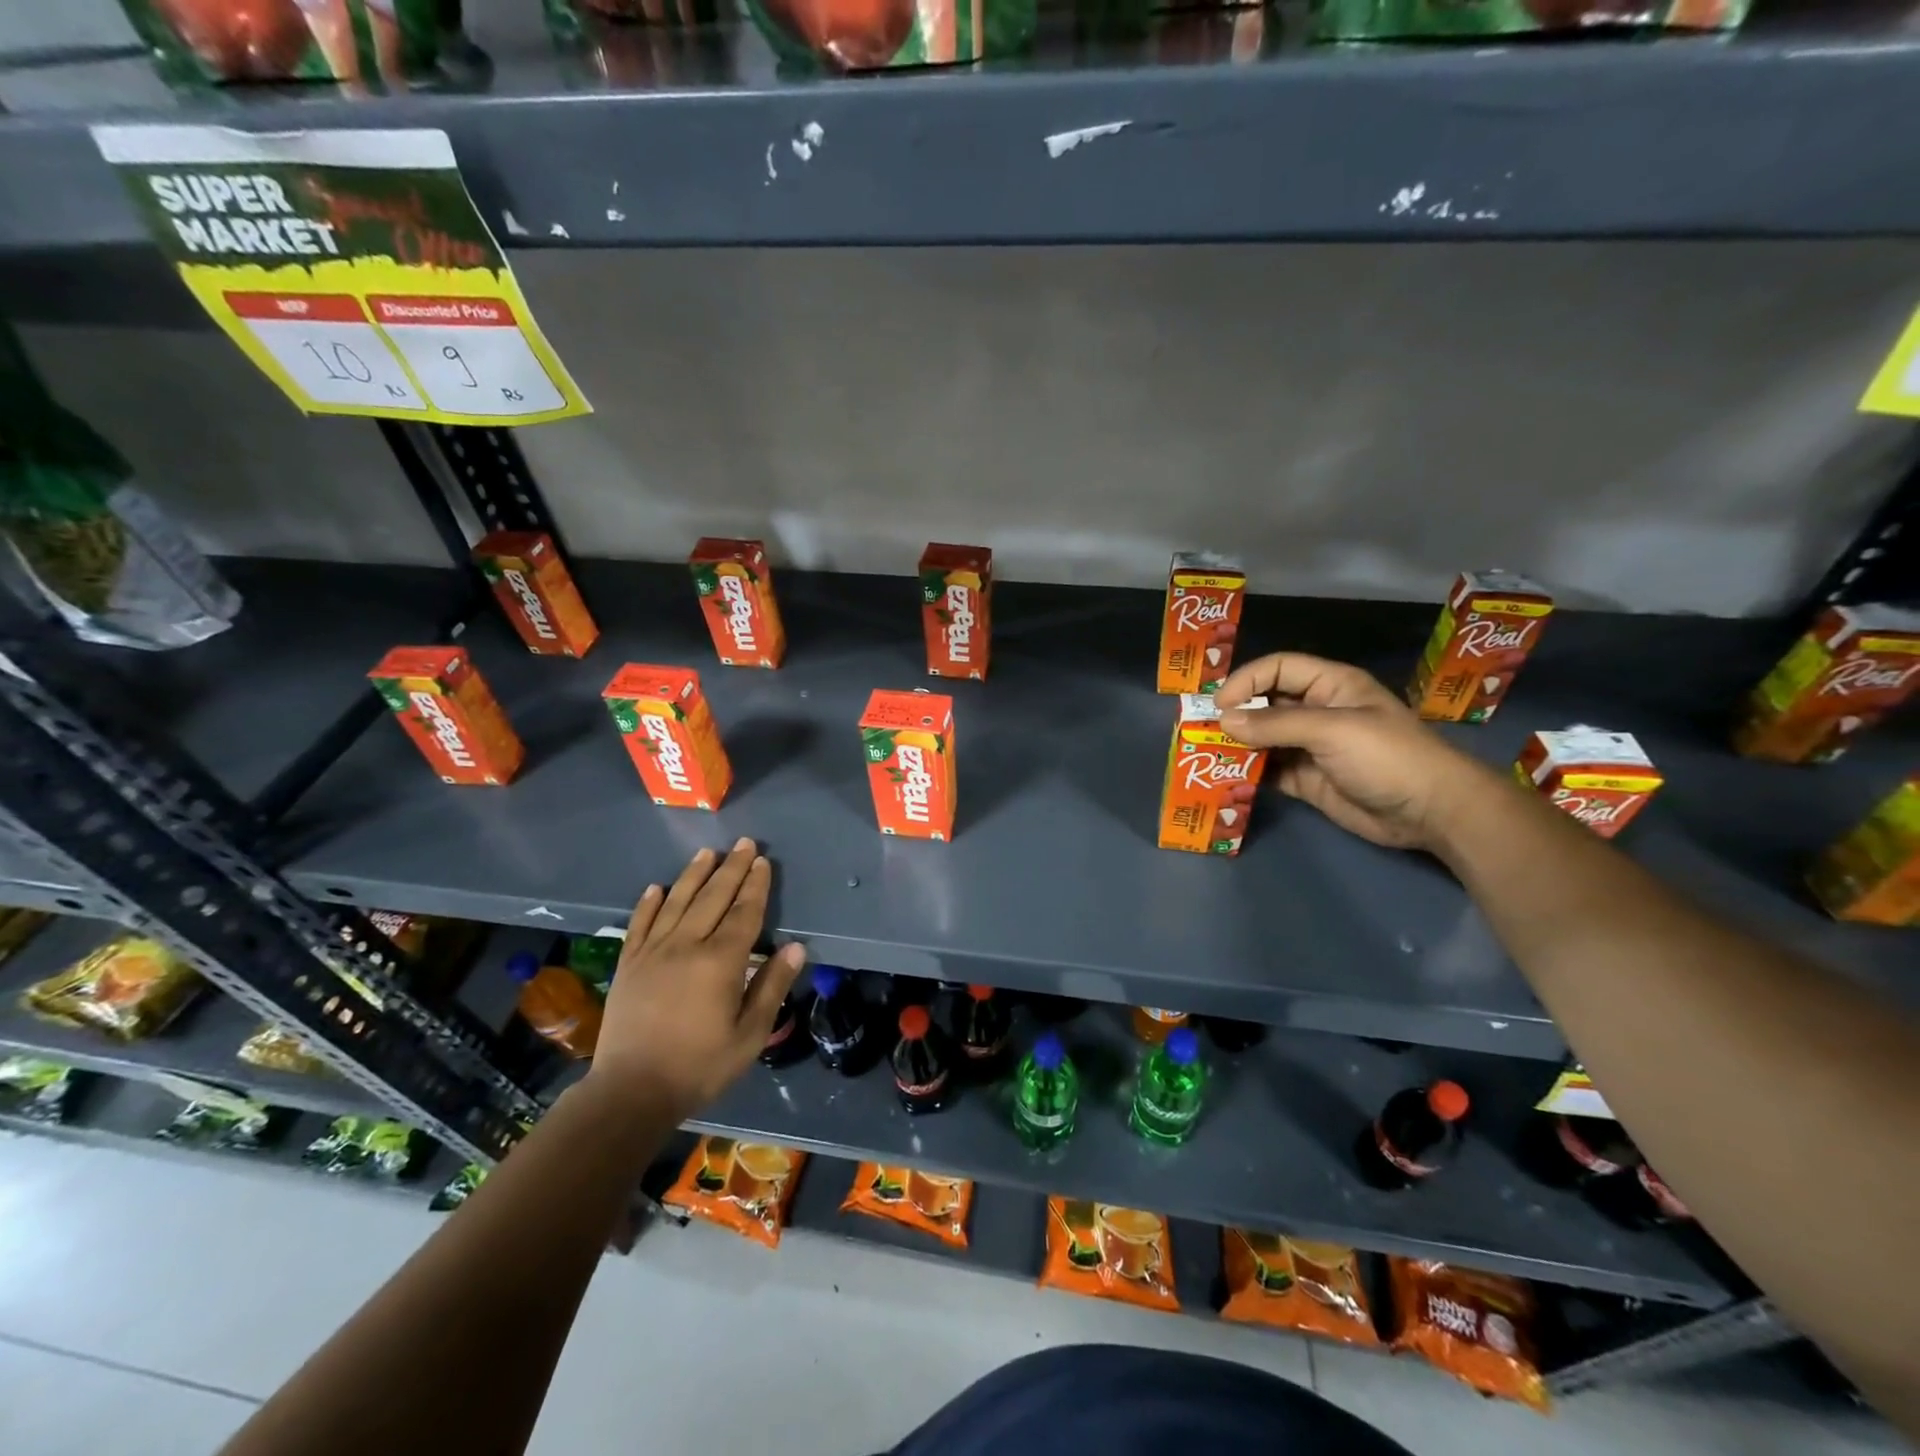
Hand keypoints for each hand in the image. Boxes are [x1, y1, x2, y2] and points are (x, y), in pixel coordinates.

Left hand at [589, 839, 805, 1122]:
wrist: (631, 1091)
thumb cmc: (700, 1065)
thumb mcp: (749, 1034)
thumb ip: (772, 986)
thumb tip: (795, 947)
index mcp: (721, 961)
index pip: (744, 913)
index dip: (756, 886)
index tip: (762, 862)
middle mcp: (687, 945)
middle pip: (713, 897)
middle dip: (731, 868)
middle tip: (743, 843)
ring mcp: (653, 952)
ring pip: (676, 902)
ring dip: (693, 875)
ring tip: (706, 852)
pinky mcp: (628, 964)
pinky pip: (639, 924)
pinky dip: (648, 903)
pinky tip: (655, 887)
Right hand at [1214, 653, 1489, 851]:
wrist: (1430, 811)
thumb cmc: (1387, 756)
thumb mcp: (1331, 729)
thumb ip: (1275, 724)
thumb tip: (1223, 721)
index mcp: (1330, 686)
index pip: (1279, 668)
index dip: (1247, 680)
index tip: (1219, 705)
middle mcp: (1317, 712)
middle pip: (1266, 704)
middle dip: (1235, 715)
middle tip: (1201, 731)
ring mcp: (1311, 748)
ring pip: (1263, 740)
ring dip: (1237, 746)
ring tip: (1207, 756)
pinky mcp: (1307, 780)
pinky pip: (1269, 771)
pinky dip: (1248, 774)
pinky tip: (1227, 779)